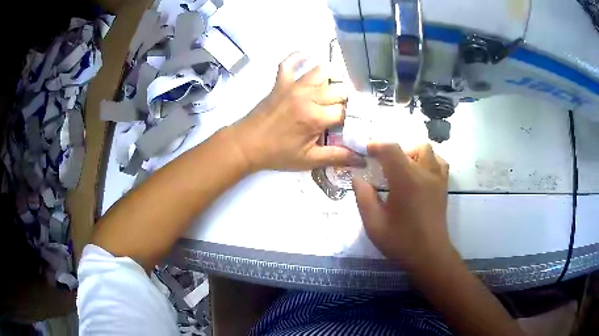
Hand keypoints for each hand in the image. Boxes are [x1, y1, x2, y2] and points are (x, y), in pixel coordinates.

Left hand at [227, 53, 365, 171]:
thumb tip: (363, 160)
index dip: (355, 118)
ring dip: (332, 77)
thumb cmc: (277, 154)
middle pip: (339, 89)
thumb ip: (337, 157)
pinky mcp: (279, 83)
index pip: (346, 112)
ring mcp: (292, 86)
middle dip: (347, 100)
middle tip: (346, 110)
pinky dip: (298, 57)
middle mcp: (307, 96)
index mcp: (315, 117)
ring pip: (321, 71)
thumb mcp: (308, 160)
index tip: (357, 123)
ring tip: (335, 87)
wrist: (246, 145)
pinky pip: (288, 63)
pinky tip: (307, 55)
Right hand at [353, 143, 450, 270]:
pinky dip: (428, 160)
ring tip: (402, 169)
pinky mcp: (444, 186)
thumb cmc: (401, 242)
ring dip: (412, 153)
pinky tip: (419, 174)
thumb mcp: (374, 224)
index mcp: (406, 181)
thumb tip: (357, 177)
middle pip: (411, 146)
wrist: (430, 256)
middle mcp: (425, 174)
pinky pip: (439, 162)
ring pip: (427, 150)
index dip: (376, 145)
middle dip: (394, 150)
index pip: (391, 149)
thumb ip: (363, 197)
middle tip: (383, 166)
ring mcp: (438, 179)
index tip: (365, 151)